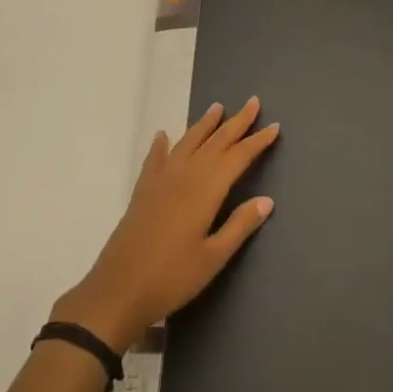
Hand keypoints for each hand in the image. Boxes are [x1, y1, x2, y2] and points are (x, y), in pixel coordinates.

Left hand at [51, 98, 279, 353]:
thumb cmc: (172, 277)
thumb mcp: (213, 257)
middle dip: (236, 122)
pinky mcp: (143, 190)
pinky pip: (155, 158)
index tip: (274, 126)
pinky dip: (161, 144)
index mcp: (206, 190)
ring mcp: (161, 180)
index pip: (237, 158)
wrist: (118, 289)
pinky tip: (163, 135)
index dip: (256, 141)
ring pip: (187, 142)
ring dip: (204, 125)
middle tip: (253, 102)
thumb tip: (266, 200)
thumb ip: (239, 226)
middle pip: (215, 142)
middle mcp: (185, 175)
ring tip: (217, 107)